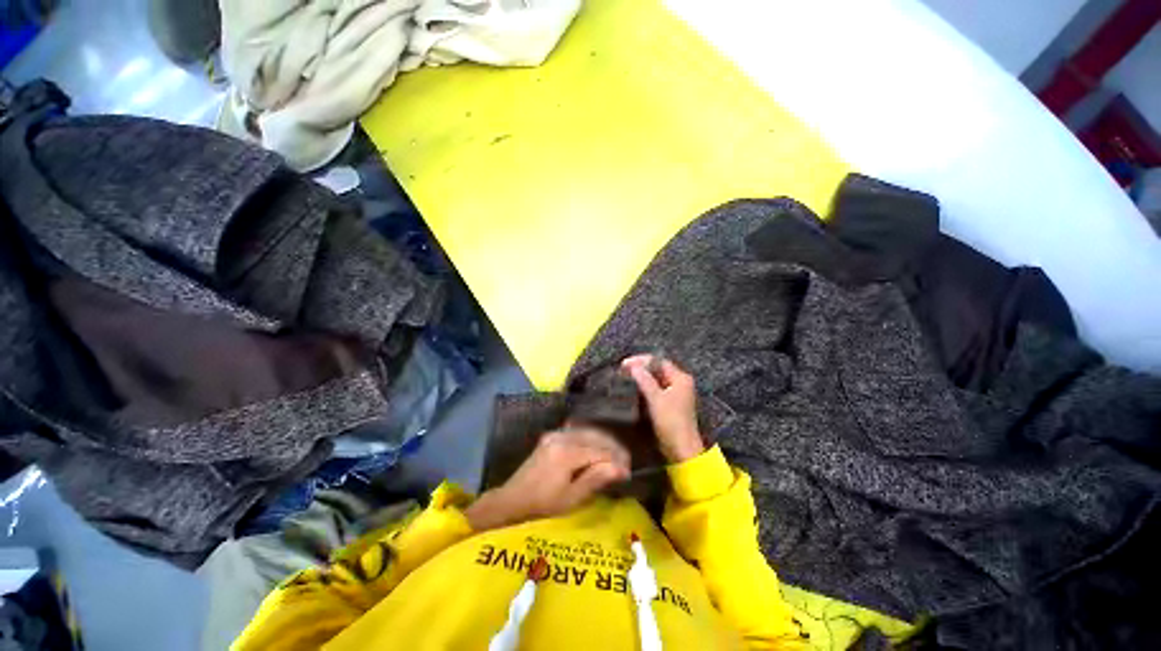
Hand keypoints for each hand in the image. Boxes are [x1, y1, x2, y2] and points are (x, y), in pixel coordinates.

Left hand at [465, 427, 629, 530]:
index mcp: (566, 453)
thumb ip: (595, 479)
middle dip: (613, 448)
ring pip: (588, 431)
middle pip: (596, 436)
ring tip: (615, 457)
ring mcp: (555, 434)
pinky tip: (598, 449)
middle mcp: (562, 437)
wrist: (512, 499)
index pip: (600, 450)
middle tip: (625, 463)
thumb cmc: (542, 505)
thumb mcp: (571, 498)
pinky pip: (577, 432)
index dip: (617, 459)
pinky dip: (591, 438)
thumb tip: (620, 468)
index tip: (628, 471)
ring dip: (604, 442)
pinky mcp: (551, 436)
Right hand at [622, 355, 704, 462]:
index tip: (625, 364)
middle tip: (623, 370)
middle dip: (641, 368)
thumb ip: (644, 380)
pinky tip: (634, 389)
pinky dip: (645, 388)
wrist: (681, 450)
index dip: (641, 360)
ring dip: (642, 378)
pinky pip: (656, 390)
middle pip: (658, 369)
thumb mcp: (656, 399)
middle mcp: (680, 383)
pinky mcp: (670, 404)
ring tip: (626, 378)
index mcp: (681, 378)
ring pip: (656, 380)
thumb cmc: (671, 422)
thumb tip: (632, 366)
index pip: (659, 362)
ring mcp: (676, 394)